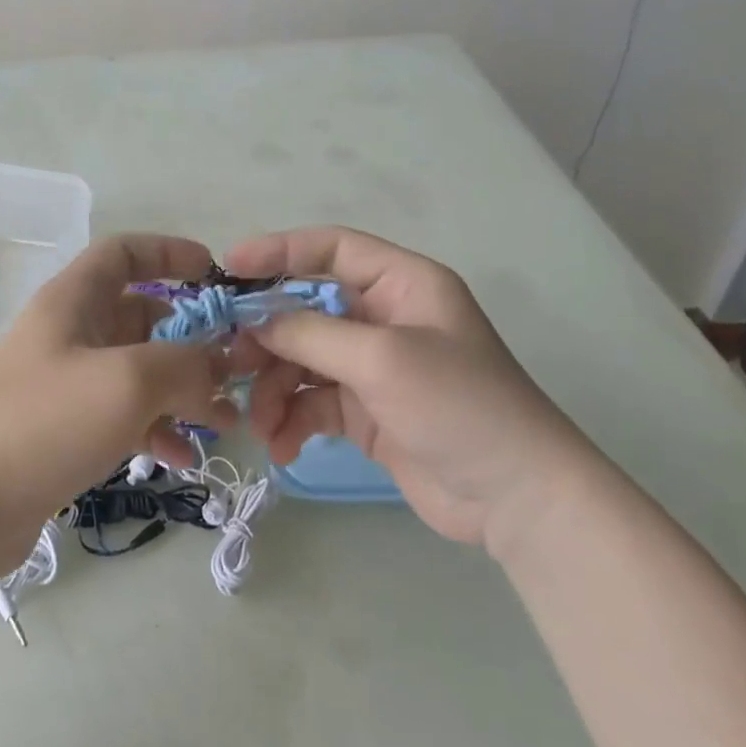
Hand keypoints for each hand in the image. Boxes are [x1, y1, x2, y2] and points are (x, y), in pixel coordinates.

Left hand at [0, 234, 234, 548]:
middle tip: (234, 370)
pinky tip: (182, 458)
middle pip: (141, 317)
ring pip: (137, 372)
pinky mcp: (64, 431)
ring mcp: (65, 384)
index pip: (124, 253)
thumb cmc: (44, 423)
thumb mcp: (128, 381)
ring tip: (223, 423)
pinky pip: (122, 416)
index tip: (215, 275)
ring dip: (182, 391)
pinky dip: (155, 429)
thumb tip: (219, 366)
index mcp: (73, 301)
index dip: (170, 253)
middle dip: (192, 339)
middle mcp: (69, 334)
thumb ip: (186, 365)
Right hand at [228, 227, 599, 550]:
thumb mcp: (381, 358)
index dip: (279, 251)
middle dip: (268, 337)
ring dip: (275, 389)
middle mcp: (384, 317)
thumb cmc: (458, 405)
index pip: (331, 248)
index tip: (229, 267)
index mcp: (402, 283)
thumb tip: (254, 322)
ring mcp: (373, 366)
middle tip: (231, 363)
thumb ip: (311, 333)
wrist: (517, 498)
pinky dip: (293, 420)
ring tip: (261, 423)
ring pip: (302, 360)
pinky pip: (313, 402)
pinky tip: (282, 447)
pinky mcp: (366, 410)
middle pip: (306, 309)